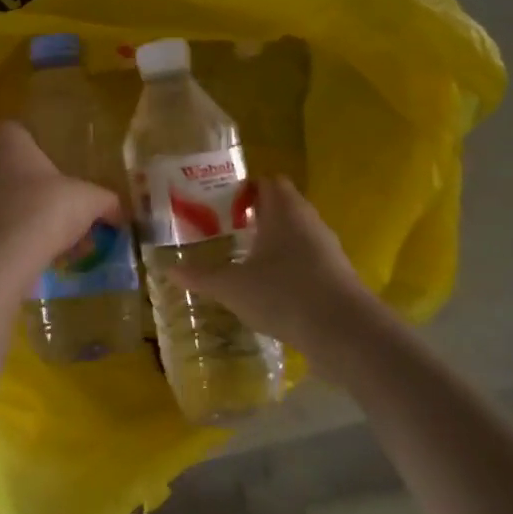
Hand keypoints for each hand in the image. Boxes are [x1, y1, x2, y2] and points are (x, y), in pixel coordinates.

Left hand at [0, 122, 123, 273]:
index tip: (63, 176)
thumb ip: (107, 201)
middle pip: (12, 166)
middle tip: (60, 206)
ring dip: (22, 210)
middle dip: (33, 185)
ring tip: (51, 234)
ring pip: (0, 196)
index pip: (23, 134)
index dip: (44, 154)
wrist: (4, 255)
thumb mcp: (89, 200)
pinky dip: (10, 232)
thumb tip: (120, 212)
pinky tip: (34, 250)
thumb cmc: (46, 208)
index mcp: (5, 137)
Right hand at [172, 176, 376, 352]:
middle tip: (226, 230)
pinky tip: (271, 287)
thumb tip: (168, 270)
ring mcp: (327, 247)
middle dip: (255, 215)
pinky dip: (289, 265)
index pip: (266, 182)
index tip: (219, 205)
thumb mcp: (232, 287)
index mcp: (283, 210)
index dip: (243, 189)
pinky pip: (308, 257)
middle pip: (282, 205)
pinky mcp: (336, 273)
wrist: (344, 331)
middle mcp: (308, 220)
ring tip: (245, 259)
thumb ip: (200, 277)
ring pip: (296, 232)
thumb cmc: (283, 294)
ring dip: (274, 240)